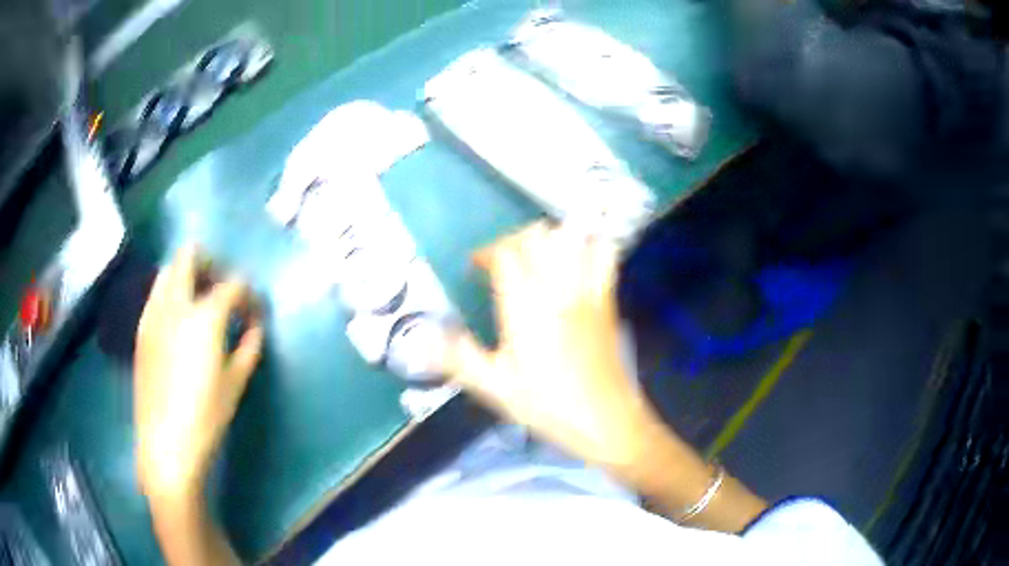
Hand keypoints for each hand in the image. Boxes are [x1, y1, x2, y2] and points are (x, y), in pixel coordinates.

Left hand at [134, 245, 263, 500]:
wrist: (165, 444)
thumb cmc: (207, 417)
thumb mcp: (236, 383)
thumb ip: (249, 346)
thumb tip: (255, 326)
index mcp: (204, 316)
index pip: (232, 283)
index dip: (248, 293)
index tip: (254, 310)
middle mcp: (175, 303)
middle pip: (189, 256)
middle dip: (209, 263)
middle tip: (221, 287)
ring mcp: (153, 313)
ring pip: (167, 271)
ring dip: (186, 275)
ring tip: (199, 302)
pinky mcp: (142, 329)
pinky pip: (156, 295)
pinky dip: (171, 295)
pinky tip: (179, 323)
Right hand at [446, 222, 659, 468]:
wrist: (606, 419)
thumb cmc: (548, 404)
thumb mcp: (495, 387)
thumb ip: (458, 358)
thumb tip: (420, 341)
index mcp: (525, 306)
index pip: (505, 253)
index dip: (486, 252)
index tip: (475, 268)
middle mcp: (557, 287)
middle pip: (537, 235)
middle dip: (513, 240)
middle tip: (501, 262)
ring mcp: (587, 289)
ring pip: (570, 238)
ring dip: (549, 238)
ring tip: (537, 257)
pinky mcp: (607, 299)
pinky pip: (603, 255)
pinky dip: (589, 246)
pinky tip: (577, 261)